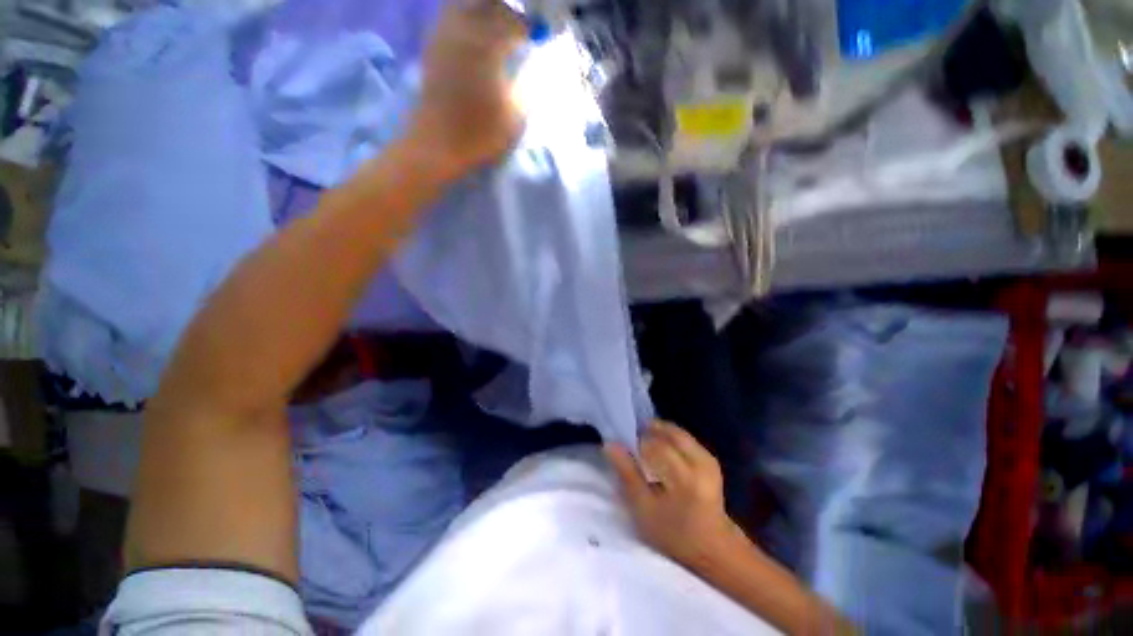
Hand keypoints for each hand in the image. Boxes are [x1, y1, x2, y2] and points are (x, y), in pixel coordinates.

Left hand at [408, 0, 525, 181]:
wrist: (437, 144)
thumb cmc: (479, 134)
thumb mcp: (515, 117)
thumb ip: (525, 88)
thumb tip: (528, 70)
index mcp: (487, 45)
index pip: (514, 23)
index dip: (531, 29)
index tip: (541, 36)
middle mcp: (464, 30)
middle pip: (489, 5)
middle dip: (508, 13)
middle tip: (521, 30)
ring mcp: (444, 36)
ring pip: (466, 6)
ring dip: (486, 12)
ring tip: (498, 30)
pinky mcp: (432, 47)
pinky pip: (451, 18)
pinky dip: (467, 20)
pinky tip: (476, 38)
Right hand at [606, 421, 742, 571]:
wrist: (713, 547)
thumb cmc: (674, 534)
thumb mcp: (644, 509)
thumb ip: (627, 474)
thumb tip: (610, 445)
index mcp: (684, 477)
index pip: (655, 445)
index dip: (637, 442)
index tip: (623, 446)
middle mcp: (700, 463)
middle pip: (670, 433)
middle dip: (650, 431)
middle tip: (633, 438)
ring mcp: (708, 460)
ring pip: (678, 433)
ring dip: (660, 432)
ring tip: (644, 441)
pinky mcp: (710, 460)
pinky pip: (686, 439)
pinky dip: (670, 437)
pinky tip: (661, 445)